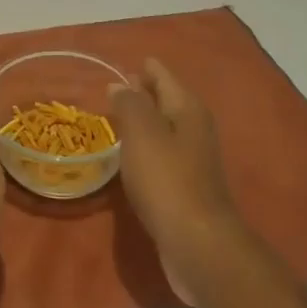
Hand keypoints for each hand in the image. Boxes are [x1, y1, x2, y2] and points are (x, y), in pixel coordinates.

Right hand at [111, 59, 251, 303]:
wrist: (197, 243)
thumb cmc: (166, 180)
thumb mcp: (142, 133)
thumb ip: (129, 104)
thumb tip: (120, 85)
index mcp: (187, 108)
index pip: (161, 74)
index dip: (142, 67)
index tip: (117, 63)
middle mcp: (194, 128)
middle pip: (164, 100)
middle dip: (140, 93)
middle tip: (110, 89)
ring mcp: (192, 159)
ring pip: (162, 128)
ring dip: (141, 122)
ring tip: (112, 119)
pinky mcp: (185, 186)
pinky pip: (160, 155)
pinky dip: (143, 149)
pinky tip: (126, 157)